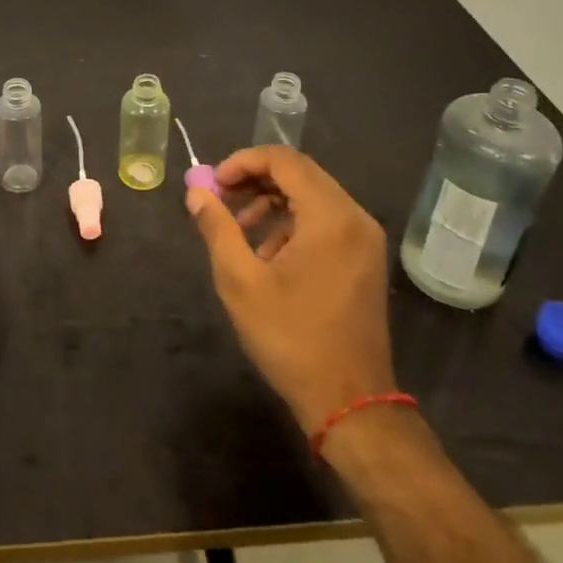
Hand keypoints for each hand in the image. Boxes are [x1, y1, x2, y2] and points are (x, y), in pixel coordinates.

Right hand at [186, 147, 396, 434]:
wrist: (350, 402)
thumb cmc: (291, 339)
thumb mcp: (240, 282)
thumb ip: (217, 228)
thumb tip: (196, 192)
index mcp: (330, 216)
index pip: (284, 160)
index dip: (242, 162)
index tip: (213, 184)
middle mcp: (355, 218)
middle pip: (300, 174)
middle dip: (254, 180)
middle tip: (220, 201)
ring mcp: (365, 239)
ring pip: (312, 196)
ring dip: (271, 202)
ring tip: (239, 230)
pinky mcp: (365, 259)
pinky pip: (325, 220)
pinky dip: (293, 223)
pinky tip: (268, 254)